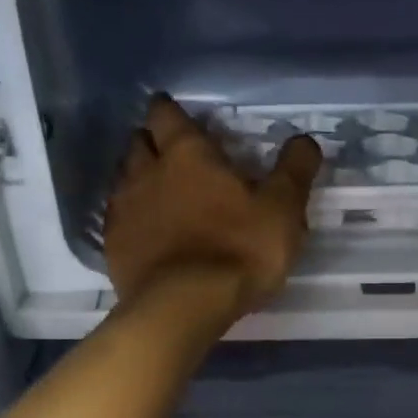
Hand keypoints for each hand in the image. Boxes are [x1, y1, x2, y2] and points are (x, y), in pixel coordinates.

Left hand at [103, 94, 322, 319]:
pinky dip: (130, 220)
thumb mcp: (282, 209)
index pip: (167, 115)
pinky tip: (145, 234)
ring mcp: (124, 210)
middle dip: (151, 143)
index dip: (170, 111)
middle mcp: (146, 173)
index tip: (175, 114)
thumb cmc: (238, 250)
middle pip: (138, 143)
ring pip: (123, 180)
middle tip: (169, 154)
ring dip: (138, 180)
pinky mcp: (113, 247)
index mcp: (187, 155)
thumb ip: (294, 171)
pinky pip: (117, 221)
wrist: (184, 306)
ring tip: (157, 193)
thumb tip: (304, 139)